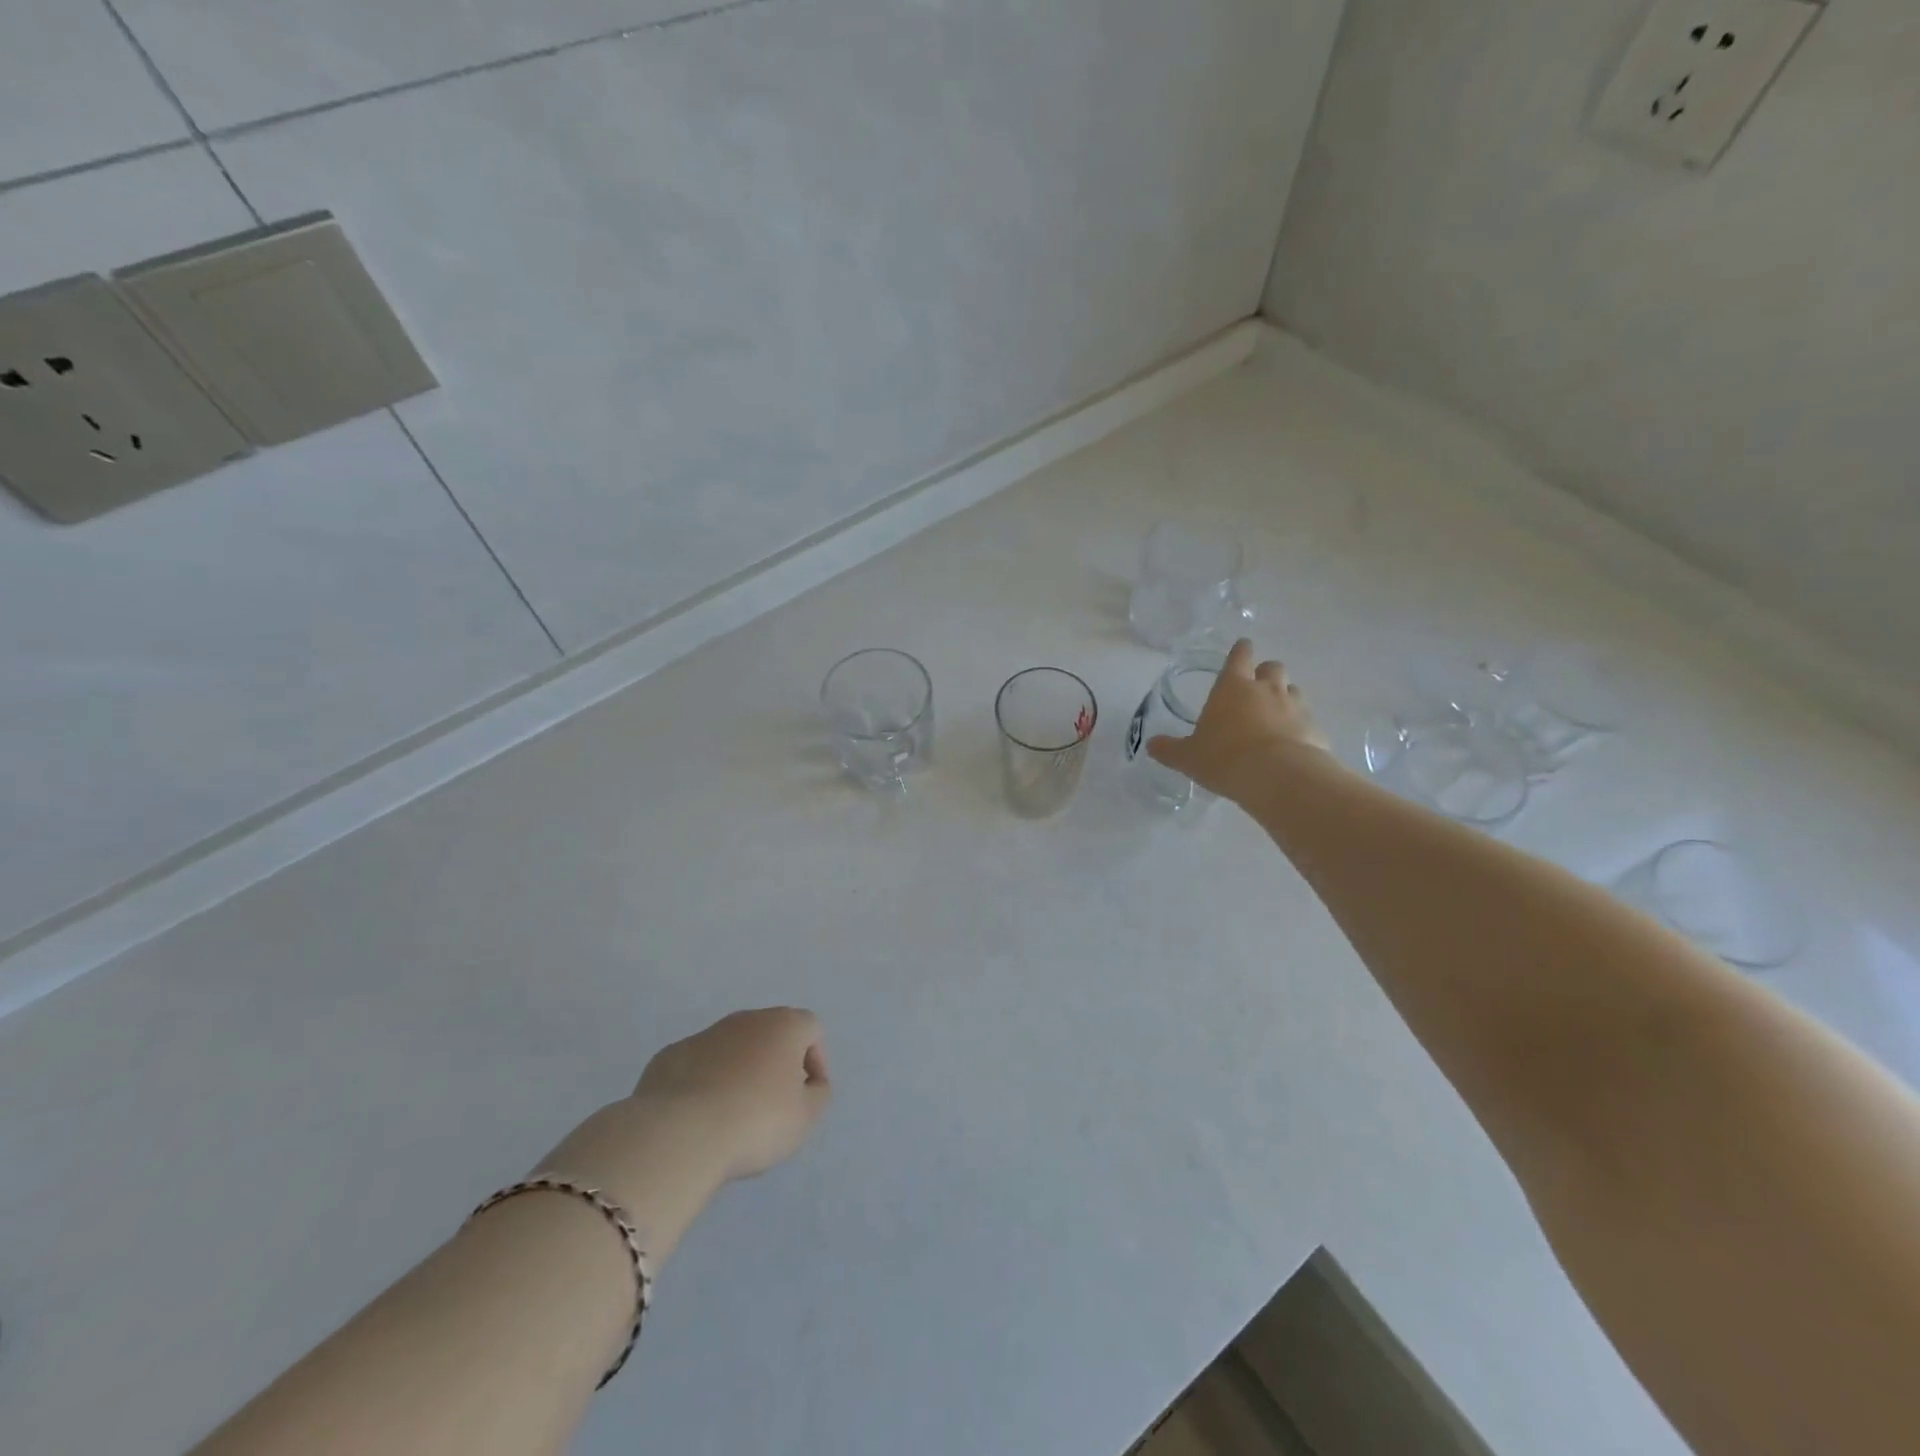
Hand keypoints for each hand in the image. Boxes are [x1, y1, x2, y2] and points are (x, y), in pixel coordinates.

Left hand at [631, 1008, 831, 1182]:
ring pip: (732, 1048)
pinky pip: (698, 1065)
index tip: (807, 1096)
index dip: (816, 1061)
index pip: (812, 1029)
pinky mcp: (670, 1056)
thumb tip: (810, 1083)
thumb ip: (818, 1094)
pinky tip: (699, 1116)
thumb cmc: (756, 1121)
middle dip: (776, 1064)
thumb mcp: (806, 1117)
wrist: (679, 1134)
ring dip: (739, 1072)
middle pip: (771, 1034)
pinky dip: (705, 1083)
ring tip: (733, 1115)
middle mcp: (746, 1019)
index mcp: (784, 1025)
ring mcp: (704, 1035)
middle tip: (773, 1105)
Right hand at [1147, 639, 1330, 802]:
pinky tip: (1290, 743)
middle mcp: (1266, 689)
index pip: (1239, 655)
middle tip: (1255, 688)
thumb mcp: (1188, 757)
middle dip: (1265, 673)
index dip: (1240, 650)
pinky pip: (1307, 719)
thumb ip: (1170, 749)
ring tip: (1274, 717)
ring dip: (1284, 697)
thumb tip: (1151, 745)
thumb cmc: (1225, 758)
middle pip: (1272, 667)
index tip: (1241, 649)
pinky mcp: (1314, 728)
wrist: (1279, 777)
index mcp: (1232, 687)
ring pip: (1293, 690)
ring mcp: (1294, 706)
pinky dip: (1299, 726)